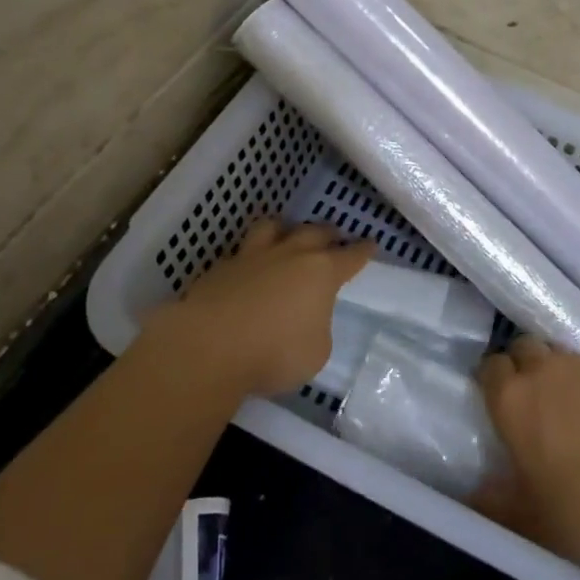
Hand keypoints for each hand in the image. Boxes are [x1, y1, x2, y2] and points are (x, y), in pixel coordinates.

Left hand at [164, 219, 373, 396]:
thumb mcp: (316, 353)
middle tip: (333, 237)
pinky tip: (247, 270)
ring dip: (285, 229)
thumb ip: (317, 329)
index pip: (350, 256)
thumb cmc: (274, 353)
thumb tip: (306, 320)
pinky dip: (249, 257)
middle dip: (327, 234)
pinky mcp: (220, 268)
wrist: (208, 347)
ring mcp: (253, 257)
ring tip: (286, 234)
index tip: (371, 244)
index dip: (363, 251)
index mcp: (322, 273)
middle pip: (315, 232)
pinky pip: (241, 253)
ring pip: (273, 227)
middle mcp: (291, 255)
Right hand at [473, 336, 579, 567]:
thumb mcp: (530, 519)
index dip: (492, 381)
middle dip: (522, 365)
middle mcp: (544, 371)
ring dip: (554, 371)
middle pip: (523, 347)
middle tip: (530, 399)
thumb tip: (475, 496)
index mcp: (512, 400)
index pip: (490, 367)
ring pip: (558, 354)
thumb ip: (496, 503)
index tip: (498, 403)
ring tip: (565, 405)